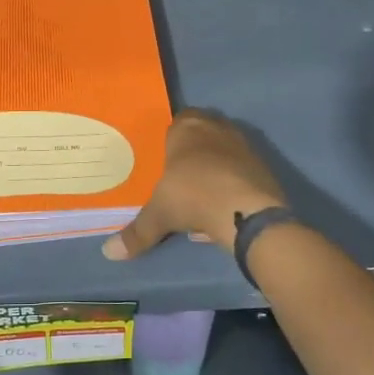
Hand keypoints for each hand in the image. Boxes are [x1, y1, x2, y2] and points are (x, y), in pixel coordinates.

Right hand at [102, 110, 287, 260]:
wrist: (247, 212)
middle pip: (203, 131)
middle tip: (182, 173)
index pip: (178, 121)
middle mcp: (216, 129)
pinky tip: (224, 205)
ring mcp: (244, 145)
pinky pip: (242, 170)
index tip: (165, 157)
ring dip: (216, 165)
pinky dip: (233, 182)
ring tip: (203, 191)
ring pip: (225, 149)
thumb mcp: (159, 215)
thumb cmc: (193, 197)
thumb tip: (109, 253)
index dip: (172, 138)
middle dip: (194, 149)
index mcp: (187, 128)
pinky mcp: (264, 166)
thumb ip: (136, 233)